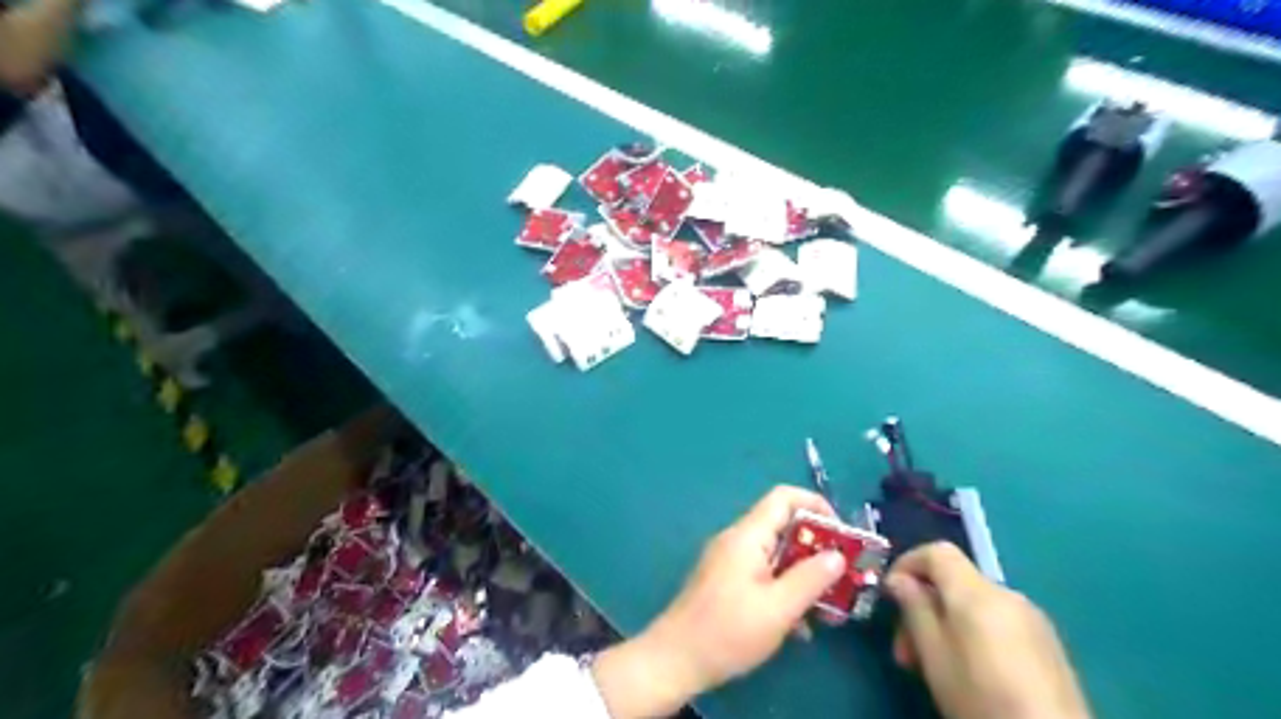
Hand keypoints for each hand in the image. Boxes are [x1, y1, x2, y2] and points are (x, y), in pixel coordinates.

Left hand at [591, 485, 847, 716]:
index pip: (784, 497)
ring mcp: (730, 560)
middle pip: (784, 526)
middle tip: (843, 576)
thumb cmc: (727, 631)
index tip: (843, 535)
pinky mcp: (727, 581)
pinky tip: (799, 625)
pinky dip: (785, 589)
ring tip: (828, 607)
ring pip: (777, 554)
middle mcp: (738, 540)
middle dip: (817, 548)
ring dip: (804, 575)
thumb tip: (837, 555)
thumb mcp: (778, 609)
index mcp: (748, 535)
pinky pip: (764, 573)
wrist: (676, 659)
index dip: (817, 506)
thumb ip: (810, 579)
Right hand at [894, 542, 1089, 718]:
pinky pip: (998, 622)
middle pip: (954, 581)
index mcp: (977, 593)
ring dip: (946, 623)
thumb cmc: (982, 698)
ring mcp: (1033, 619)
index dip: (908, 563)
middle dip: (924, 605)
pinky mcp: (1047, 644)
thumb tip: (899, 580)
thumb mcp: (935, 657)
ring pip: (974, 604)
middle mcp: (1008, 595)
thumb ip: (915, 609)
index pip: (938, 552)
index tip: (890, 594)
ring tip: (934, 664)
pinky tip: (971, 671)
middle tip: (905, 649)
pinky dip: (973, 633)